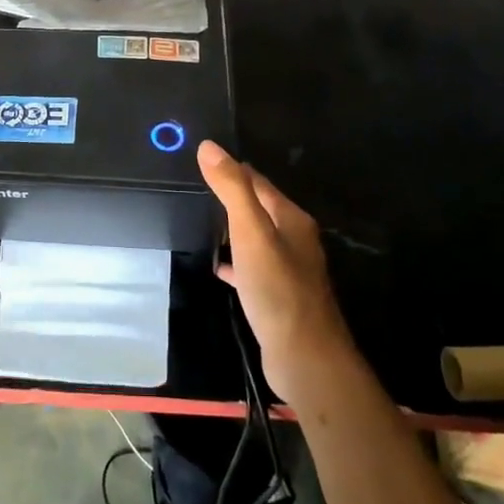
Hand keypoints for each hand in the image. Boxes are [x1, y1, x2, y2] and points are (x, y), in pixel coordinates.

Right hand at [197, 141, 354, 403]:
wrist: (304, 356)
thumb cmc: (278, 288)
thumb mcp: (250, 231)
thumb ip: (232, 189)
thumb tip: (209, 147)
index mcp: (291, 219)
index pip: (259, 182)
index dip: (233, 169)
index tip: (205, 160)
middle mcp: (295, 240)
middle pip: (260, 209)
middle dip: (233, 198)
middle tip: (199, 189)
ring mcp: (289, 270)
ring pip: (257, 239)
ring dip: (234, 229)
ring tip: (203, 222)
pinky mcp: (279, 296)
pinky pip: (253, 269)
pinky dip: (236, 263)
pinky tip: (219, 268)